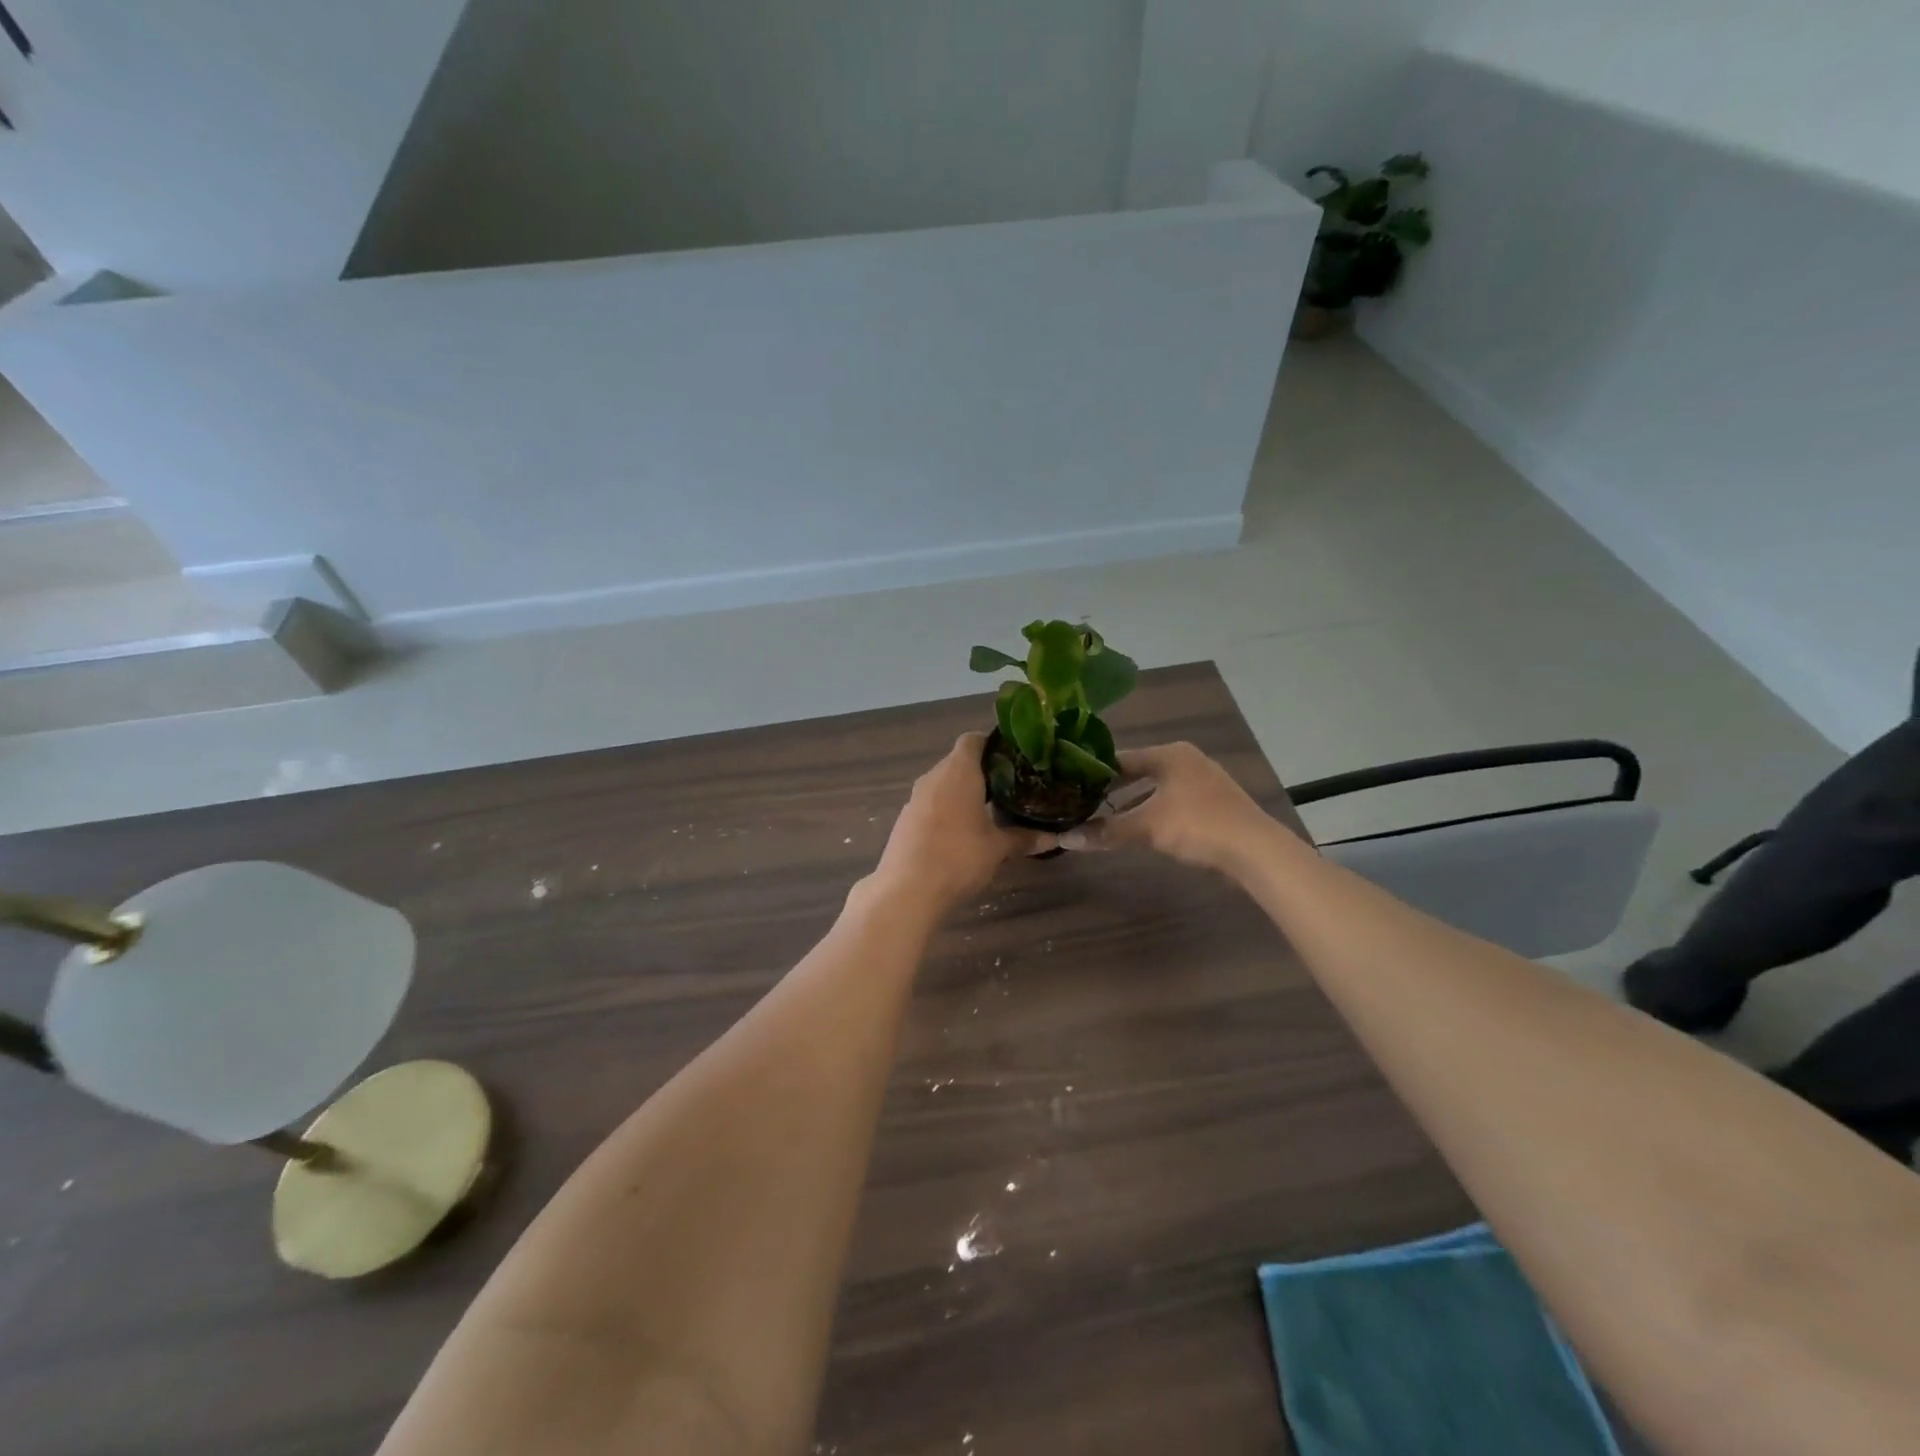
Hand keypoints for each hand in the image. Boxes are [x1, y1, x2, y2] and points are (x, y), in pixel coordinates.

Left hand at [871, 734, 1050, 913]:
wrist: (907, 891)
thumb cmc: (959, 858)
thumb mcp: (998, 849)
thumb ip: (1024, 838)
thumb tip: (1054, 837)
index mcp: (958, 772)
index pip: (973, 740)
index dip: (993, 745)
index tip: (1013, 760)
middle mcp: (934, 777)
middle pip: (958, 762)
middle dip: (982, 772)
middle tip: (1010, 788)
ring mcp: (915, 798)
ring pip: (943, 784)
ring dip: (963, 793)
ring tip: (990, 811)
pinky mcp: (905, 820)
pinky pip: (931, 804)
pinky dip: (947, 810)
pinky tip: (962, 833)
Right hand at [1058, 742, 1275, 873]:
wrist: (1256, 851)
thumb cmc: (1198, 826)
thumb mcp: (1147, 827)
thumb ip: (1106, 831)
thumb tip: (1064, 838)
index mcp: (1169, 754)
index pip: (1120, 757)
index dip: (1094, 772)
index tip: (1069, 785)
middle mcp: (1186, 760)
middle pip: (1139, 771)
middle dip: (1112, 789)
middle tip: (1081, 801)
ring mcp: (1202, 781)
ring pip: (1155, 788)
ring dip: (1131, 803)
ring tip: (1102, 816)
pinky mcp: (1212, 804)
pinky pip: (1170, 802)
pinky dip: (1151, 811)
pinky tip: (1138, 828)